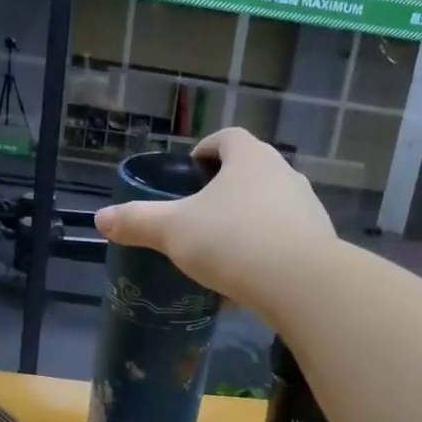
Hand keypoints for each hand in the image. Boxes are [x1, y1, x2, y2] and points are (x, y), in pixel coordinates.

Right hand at [94, 128, 336, 307]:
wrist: (300, 282)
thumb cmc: (232, 241)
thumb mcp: (173, 231)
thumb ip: (138, 221)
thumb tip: (101, 218)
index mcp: (249, 157)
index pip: (227, 139)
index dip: (207, 150)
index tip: (192, 170)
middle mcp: (283, 173)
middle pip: (251, 171)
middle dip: (227, 188)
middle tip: (201, 213)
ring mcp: (306, 207)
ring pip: (271, 206)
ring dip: (249, 220)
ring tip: (224, 249)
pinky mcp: (320, 241)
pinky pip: (286, 239)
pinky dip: (267, 250)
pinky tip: (250, 278)